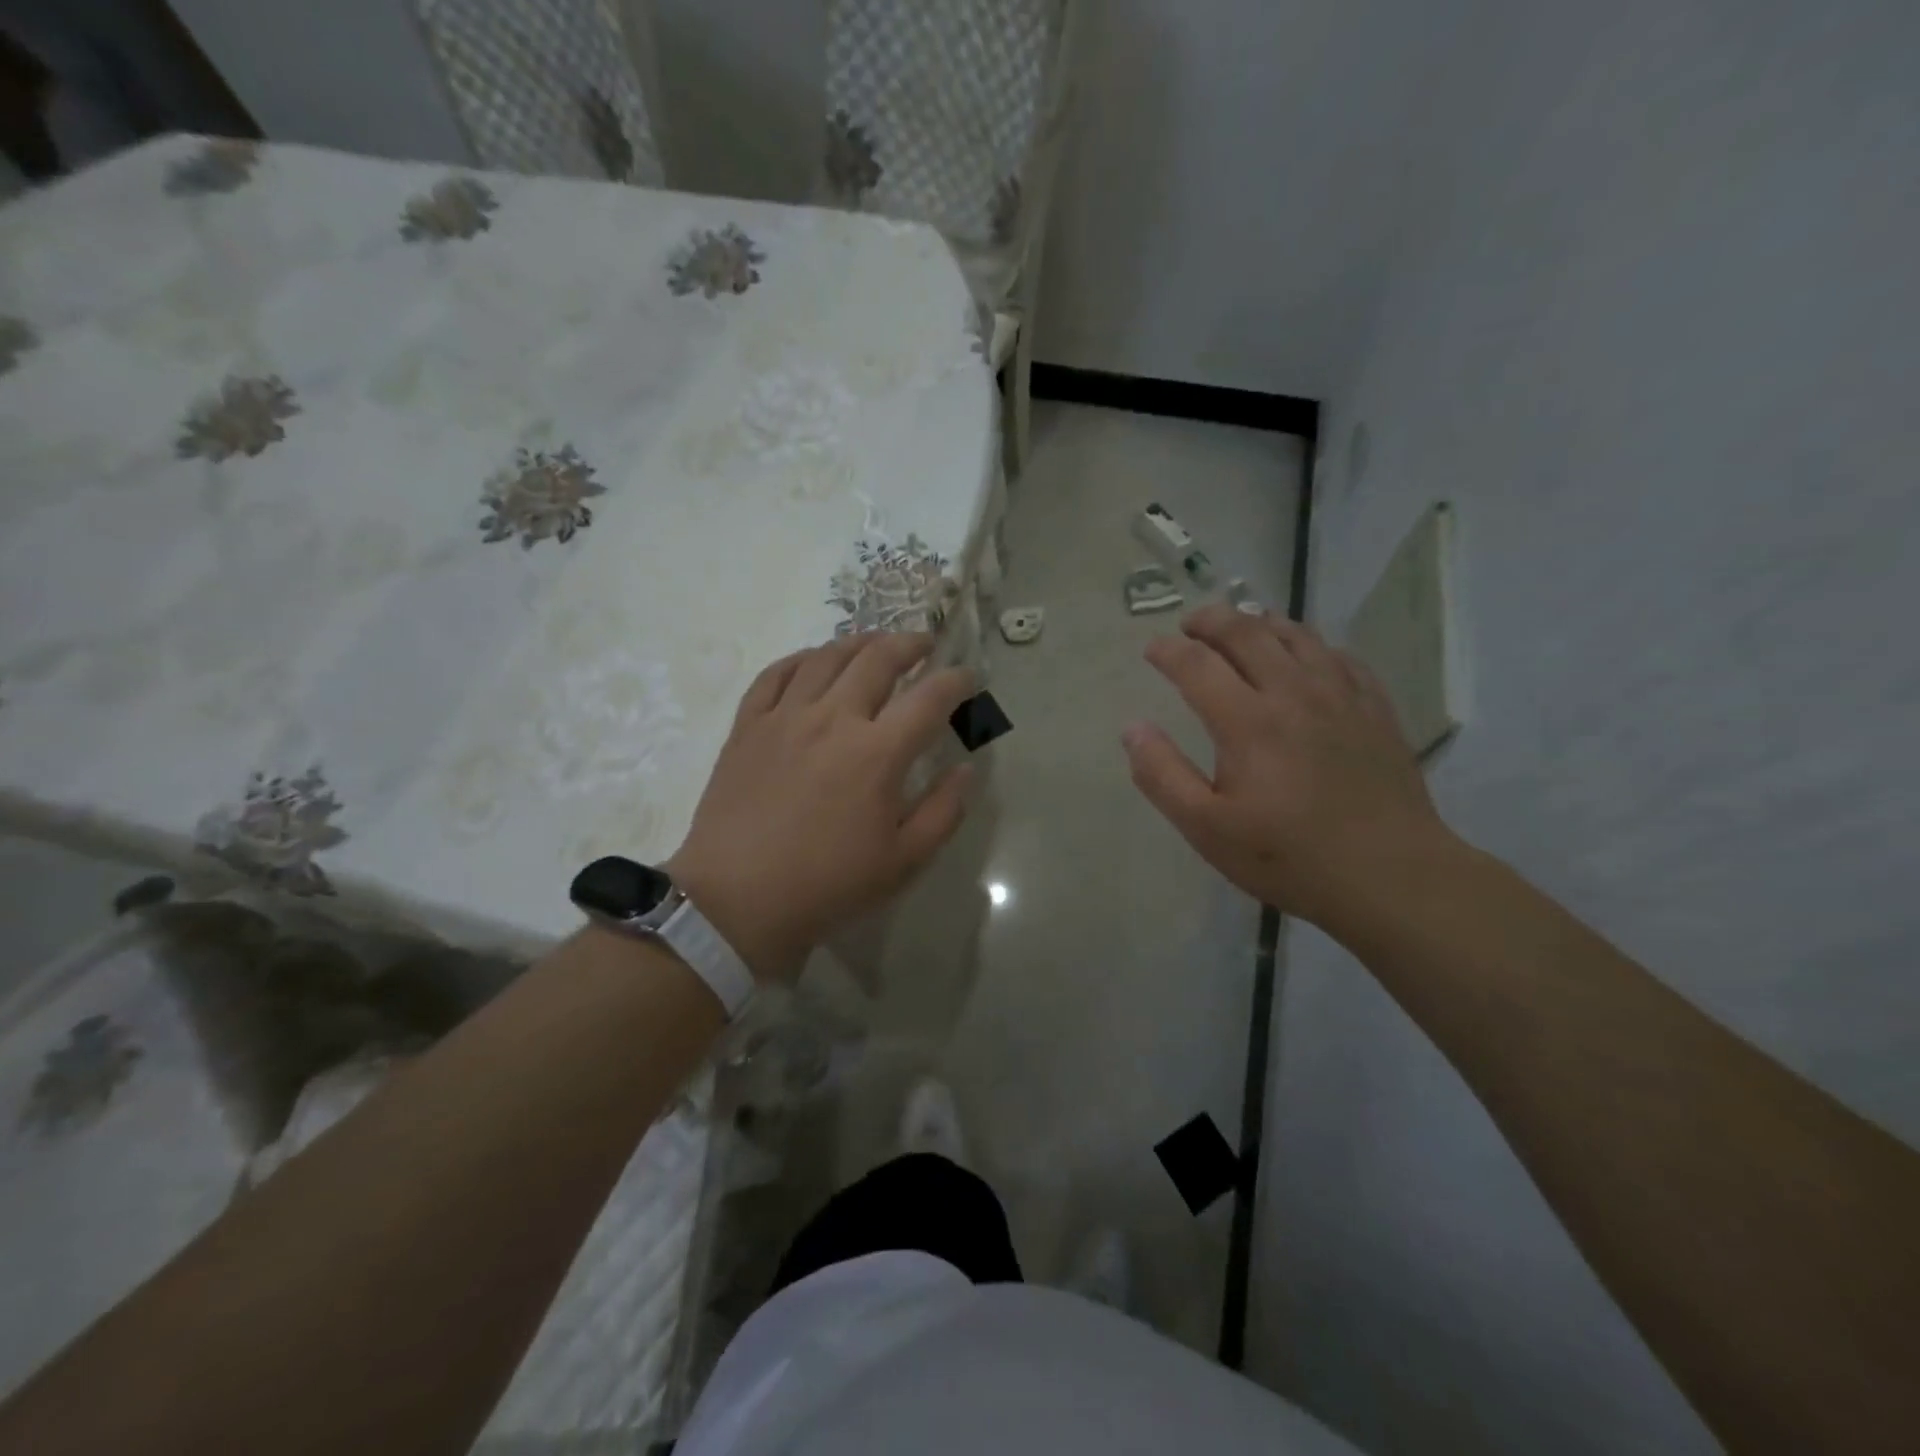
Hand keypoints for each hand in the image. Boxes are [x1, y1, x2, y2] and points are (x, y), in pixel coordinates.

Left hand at [668, 633, 976, 982]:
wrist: (737, 900)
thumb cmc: (828, 885)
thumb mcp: (904, 861)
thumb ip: (944, 811)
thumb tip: (966, 769)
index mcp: (877, 753)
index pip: (929, 698)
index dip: (956, 680)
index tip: (968, 677)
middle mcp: (833, 719)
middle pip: (878, 660)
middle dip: (910, 645)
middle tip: (924, 645)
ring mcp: (785, 717)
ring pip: (826, 657)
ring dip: (859, 643)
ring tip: (875, 645)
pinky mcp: (748, 726)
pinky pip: (775, 674)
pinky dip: (801, 659)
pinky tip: (812, 662)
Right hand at [1123, 603, 1454, 935]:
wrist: (1391, 876)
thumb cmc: (1288, 856)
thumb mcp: (1207, 828)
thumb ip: (1162, 775)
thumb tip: (1132, 729)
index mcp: (1248, 721)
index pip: (1197, 664)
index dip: (1168, 651)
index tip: (1152, 650)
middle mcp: (1293, 693)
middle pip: (1247, 632)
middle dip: (1211, 620)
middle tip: (1190, 623)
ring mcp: (1341, 696)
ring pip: (1297, 635)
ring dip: (1261, 622)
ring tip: (1242, 625)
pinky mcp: (1374, 709)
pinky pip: (1340, 656)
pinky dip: (1311, 644)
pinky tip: (1305, 657)